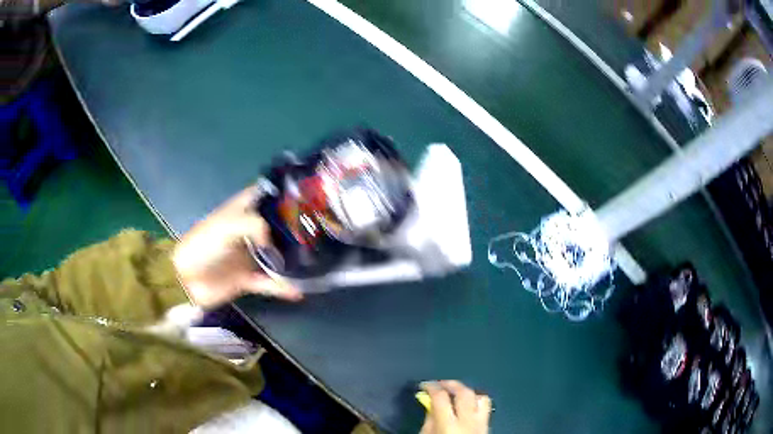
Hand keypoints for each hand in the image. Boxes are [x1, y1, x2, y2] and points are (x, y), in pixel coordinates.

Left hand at [173, 186, 302, 308]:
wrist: (187, 279)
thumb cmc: (205, 245)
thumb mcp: (228, 226)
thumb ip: (255, 225)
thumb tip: (274, 243)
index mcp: (239, 212)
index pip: (263, 195)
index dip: (281, 193)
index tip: (306, 194)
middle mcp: (246, 231)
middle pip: (274, 226)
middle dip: (293, 227)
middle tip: (318, 229)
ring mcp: (247, 255)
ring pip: (274, 254)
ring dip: (291, 258)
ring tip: (315, 259)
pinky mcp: (246, 278)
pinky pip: (268, 282)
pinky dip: (281, 287)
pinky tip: (299, 291)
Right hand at [419, 381, 490, 433]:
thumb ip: (430, 420)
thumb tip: (431, 404)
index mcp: (449, 425)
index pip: (441, 397)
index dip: (431, 387)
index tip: (424, 385)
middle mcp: (468, 420)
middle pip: (464, 392)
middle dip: (451, 384)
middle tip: (440, 384)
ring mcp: (481, 423)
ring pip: (481, 397)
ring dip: (468, 392)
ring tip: (456, 393)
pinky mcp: (488, 426)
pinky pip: (486, 407)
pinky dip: (476, 402)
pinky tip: (467, 406)